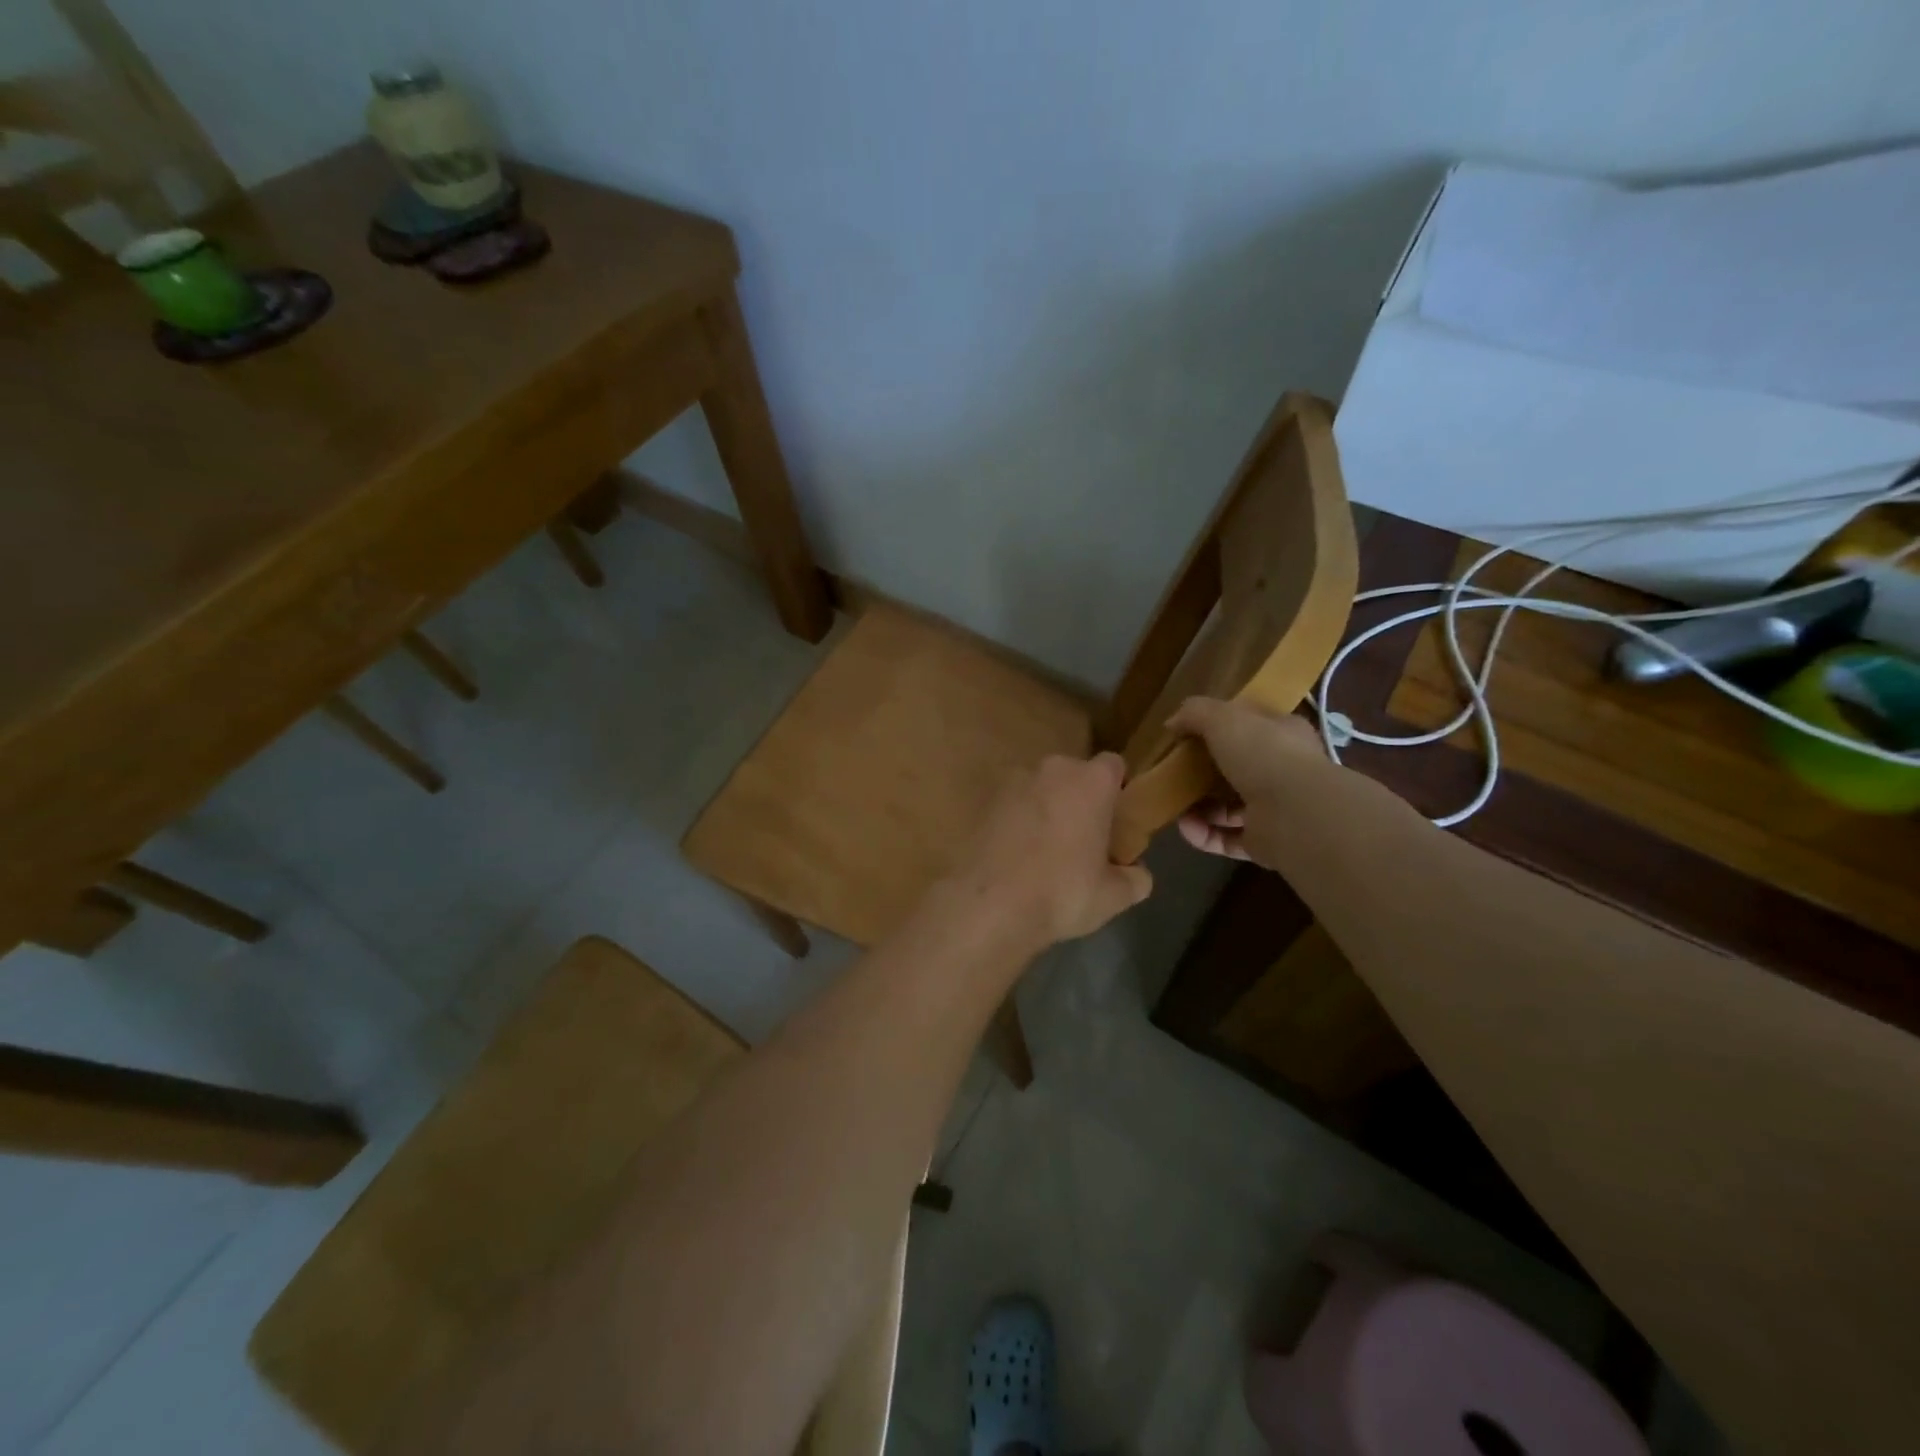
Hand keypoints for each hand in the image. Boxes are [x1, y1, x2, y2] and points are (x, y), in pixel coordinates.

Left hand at [948, 753, 1153, 948]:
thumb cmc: (1063, 892)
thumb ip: (1136, 878)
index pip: (1114, 766)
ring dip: (1047, 808)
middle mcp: (1052, 769)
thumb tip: (1138, 873)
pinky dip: (1019, 821)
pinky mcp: (985, 801)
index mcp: (1091, 780)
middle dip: (1081, 799)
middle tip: (1085, 838)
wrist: (989, 904)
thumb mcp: (1114, 896)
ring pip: (1041, 788)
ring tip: (1048, 849)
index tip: (1117, 819)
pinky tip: (1019, 855)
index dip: (1117, 789)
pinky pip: (1013, 805)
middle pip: (1075, 775)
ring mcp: (1014, 782)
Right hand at [1166, 698, 1336, 865]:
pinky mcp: (1263, 842)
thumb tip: (1172, 723)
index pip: (1250, 727)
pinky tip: (1185, 827)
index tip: (1188, 735)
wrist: (1296, 812)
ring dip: (1198, 807)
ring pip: (1228, 807)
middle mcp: (1282, 771)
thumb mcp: (1224, 717)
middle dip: (1202, 774)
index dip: (1219, 728)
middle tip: (1175, 774)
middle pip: (1234, 770)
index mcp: (1282, 734)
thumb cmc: (1264, 753)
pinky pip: (1225, 838)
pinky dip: (1203, 834)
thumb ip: (1195, 713)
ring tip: (1175, 806)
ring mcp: (1274, 809)